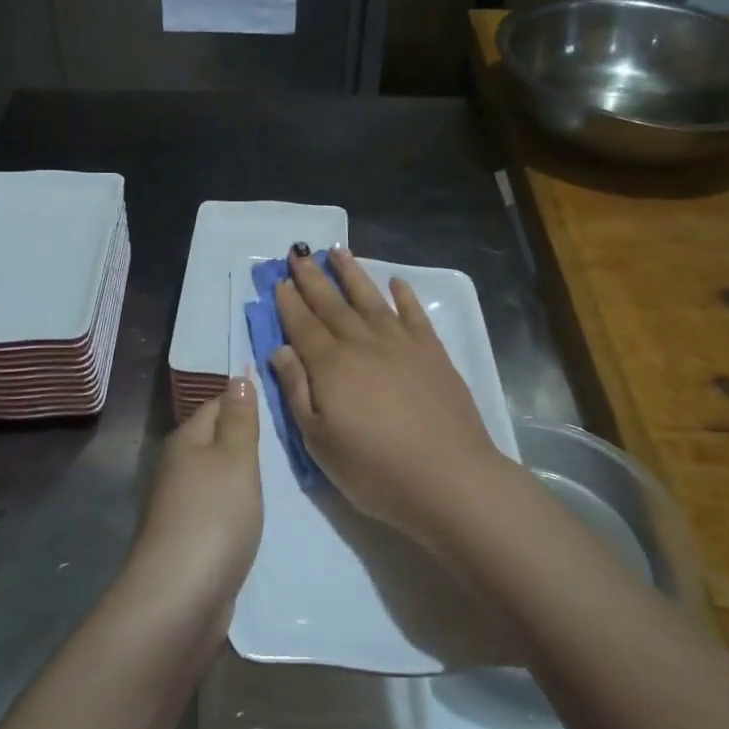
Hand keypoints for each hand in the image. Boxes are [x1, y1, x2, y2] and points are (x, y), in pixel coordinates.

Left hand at [129, 376, 261, 631]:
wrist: (180, 597)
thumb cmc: (214, 516)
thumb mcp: (235, 458)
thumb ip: (239, 419)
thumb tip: (237, 377)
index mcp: (185, 440)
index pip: (216, 404)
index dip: (245, 399)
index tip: (281, 400)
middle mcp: (177, 467)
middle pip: (214, 440)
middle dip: (246, 437)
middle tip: (289, 436)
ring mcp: (180, 506)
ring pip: (216, 476)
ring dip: (242, 474)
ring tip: (281, 472)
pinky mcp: (188, 539)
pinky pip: (217, 508)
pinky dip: (236, 505)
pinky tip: (256, 512)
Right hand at [270, 248, 520, 554]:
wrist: (449, 477)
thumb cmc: (374, 469)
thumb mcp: (319, 441)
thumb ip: (297, 390)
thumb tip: (280, 349)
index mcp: (331, 365)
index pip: (303, 325)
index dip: (289, 302)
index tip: (279, 280)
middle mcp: (363, 343)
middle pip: (332, 304)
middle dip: (313, 278)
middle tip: (298, 254)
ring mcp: (401, 343)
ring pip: (370, 298)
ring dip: (352, 274)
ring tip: (338, 251)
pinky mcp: (432, 352)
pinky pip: (413, 314)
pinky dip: (404, 295)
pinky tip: (396, 282)